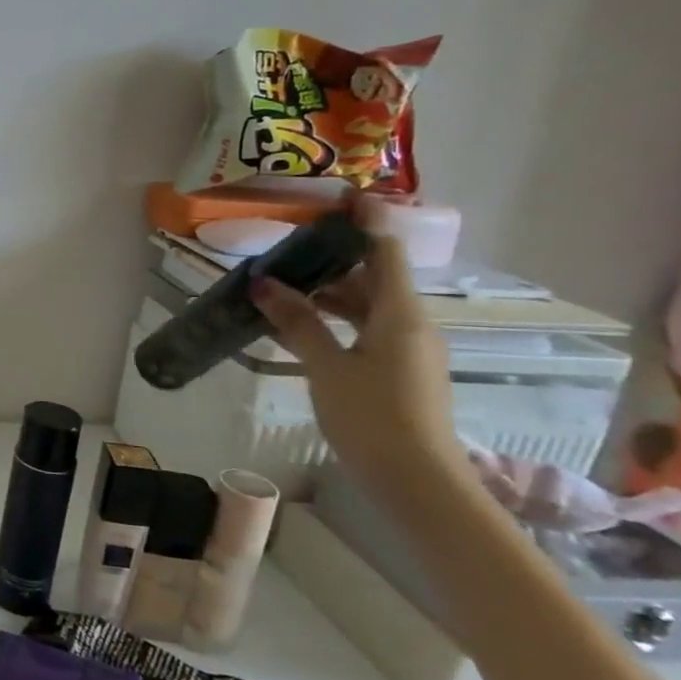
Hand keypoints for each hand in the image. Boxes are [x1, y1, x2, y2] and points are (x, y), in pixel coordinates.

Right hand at [251, 232, 466, 493]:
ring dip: (329, 292)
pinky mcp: (397, 370)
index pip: (385, 253)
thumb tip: (264, 284)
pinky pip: (365, 328)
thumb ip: (298, 323)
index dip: (366, 222)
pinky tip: (300, 324)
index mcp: (401, 314)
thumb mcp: (326, 367)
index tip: (343, 198)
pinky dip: (335, 318)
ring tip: (282, 284)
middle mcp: (411, 324)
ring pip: (368, 305)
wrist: (416, 482)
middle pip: (374, 277)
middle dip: (334, 259)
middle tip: (288, 247)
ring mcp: (406, 349)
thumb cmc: (372, 417)